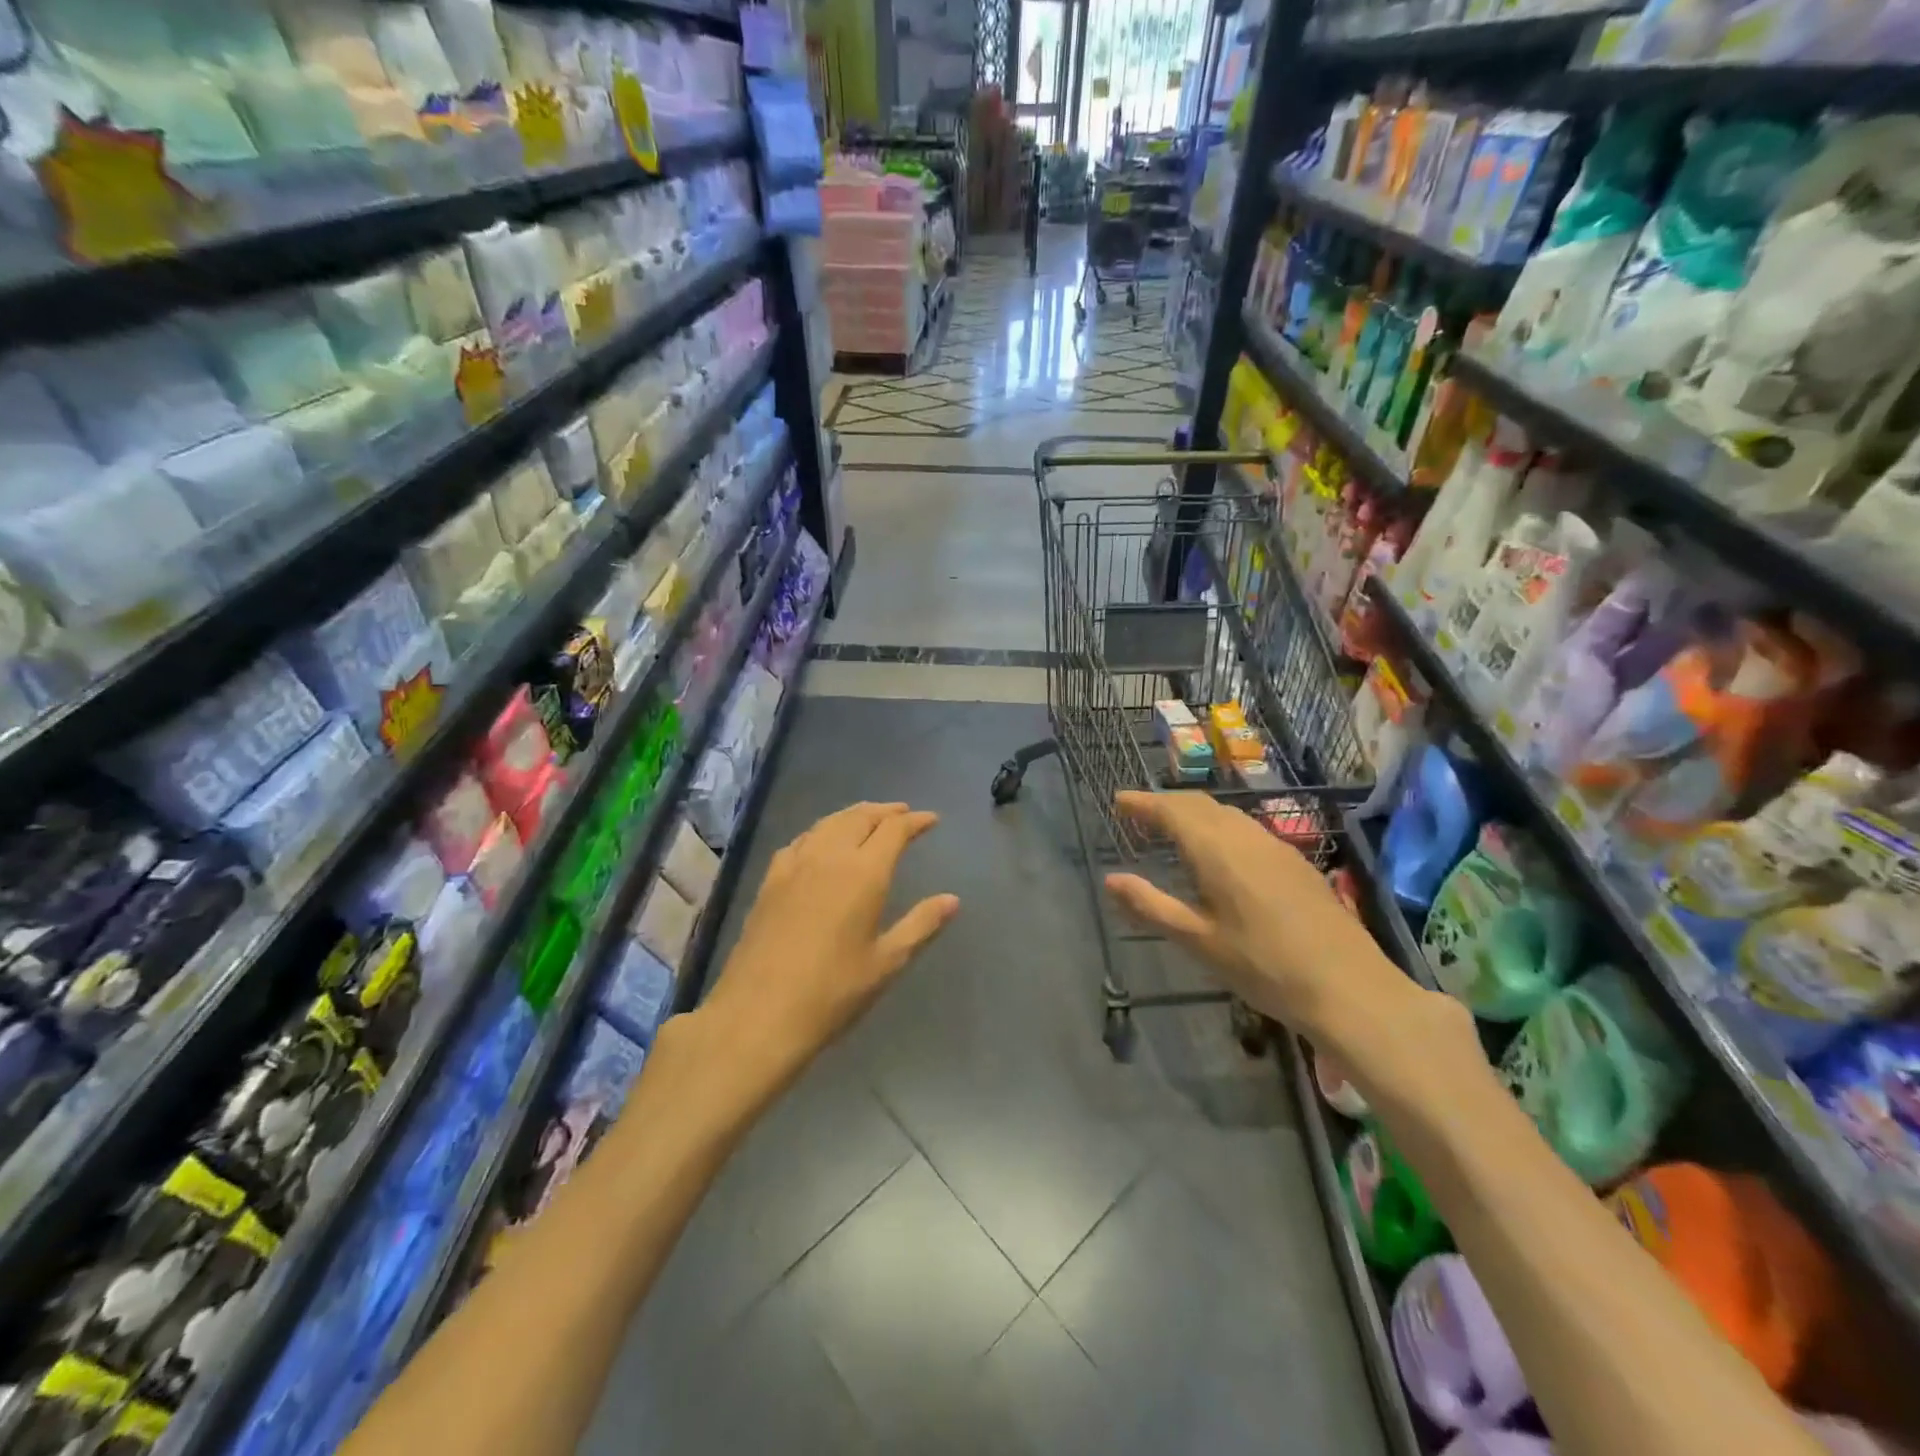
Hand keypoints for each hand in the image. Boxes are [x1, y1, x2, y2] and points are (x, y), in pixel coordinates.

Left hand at [697, 802, 958, 1091]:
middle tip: (902, 813)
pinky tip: (821, 842)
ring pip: (828, 823)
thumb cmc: (832, 992)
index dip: (914, 821)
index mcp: (864, 873)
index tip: (931, 820)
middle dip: (884, 812)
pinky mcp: (770, 880)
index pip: (893, 830)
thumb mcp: (886, 962)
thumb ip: (921, 925)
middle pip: (859, 817)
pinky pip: (801, 840)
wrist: (759, 1013)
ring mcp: (795, 865)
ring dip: (853, 815)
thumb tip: (952, 900)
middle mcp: (829, 856)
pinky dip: (821, 830)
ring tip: (868, 819)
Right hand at [1102, 790, 1429, 1049]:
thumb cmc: (1263, 966)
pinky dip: (1220, 828)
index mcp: (1217, 850)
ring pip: (1227, 815)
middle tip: (1139, 814)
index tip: (1118, 800)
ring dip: (1194, 813)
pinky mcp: (1296, 863)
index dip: (1143, 802)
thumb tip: (1110, 879)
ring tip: (1172, 830)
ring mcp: (1276, 847)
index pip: (1172, 810)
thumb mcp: (1198, 940)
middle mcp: (1246, 836)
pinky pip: (1247, 830)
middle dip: (1166, 803)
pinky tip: (1220, 854)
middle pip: (1200, 805)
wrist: (1349, 988)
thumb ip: (1150, 906)